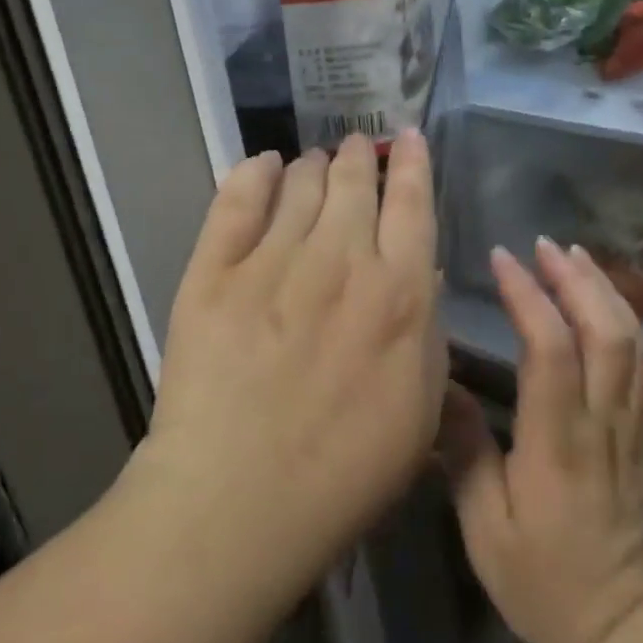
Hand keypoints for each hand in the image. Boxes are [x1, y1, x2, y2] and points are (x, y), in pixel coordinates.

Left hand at [131, 131, 445, 599]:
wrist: (236, 504)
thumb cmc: (344, 471)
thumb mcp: (420, 409)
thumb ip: (428, 330)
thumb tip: (419, 270)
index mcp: (398, 290)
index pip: (413, 201)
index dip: (414, 161)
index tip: (410, 137)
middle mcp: (340, 258)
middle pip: (355, 179)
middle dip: (361, 155)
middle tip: (357, 148)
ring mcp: (273, 259)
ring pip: (301, 182)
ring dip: (314, 165)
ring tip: (315, 162)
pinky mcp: (214, 270)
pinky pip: (237, 199)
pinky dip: (254, 172)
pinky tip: (264, 165)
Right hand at [440, 238, 642, 642]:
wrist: (620, 629)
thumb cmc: (543, 582)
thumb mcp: (484, 528)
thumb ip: (464, 451)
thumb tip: (443, 383)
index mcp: (558, 443)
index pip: (552, 351)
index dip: (529, 297)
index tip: (502, 259)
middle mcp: (602, 423)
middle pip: (606, 332)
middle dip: (577, 279)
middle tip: (543, 245)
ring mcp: (631, 427)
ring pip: (634, 342)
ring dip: (606, 291)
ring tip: (575, 257)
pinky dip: (637, 327)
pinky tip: (615, 306)